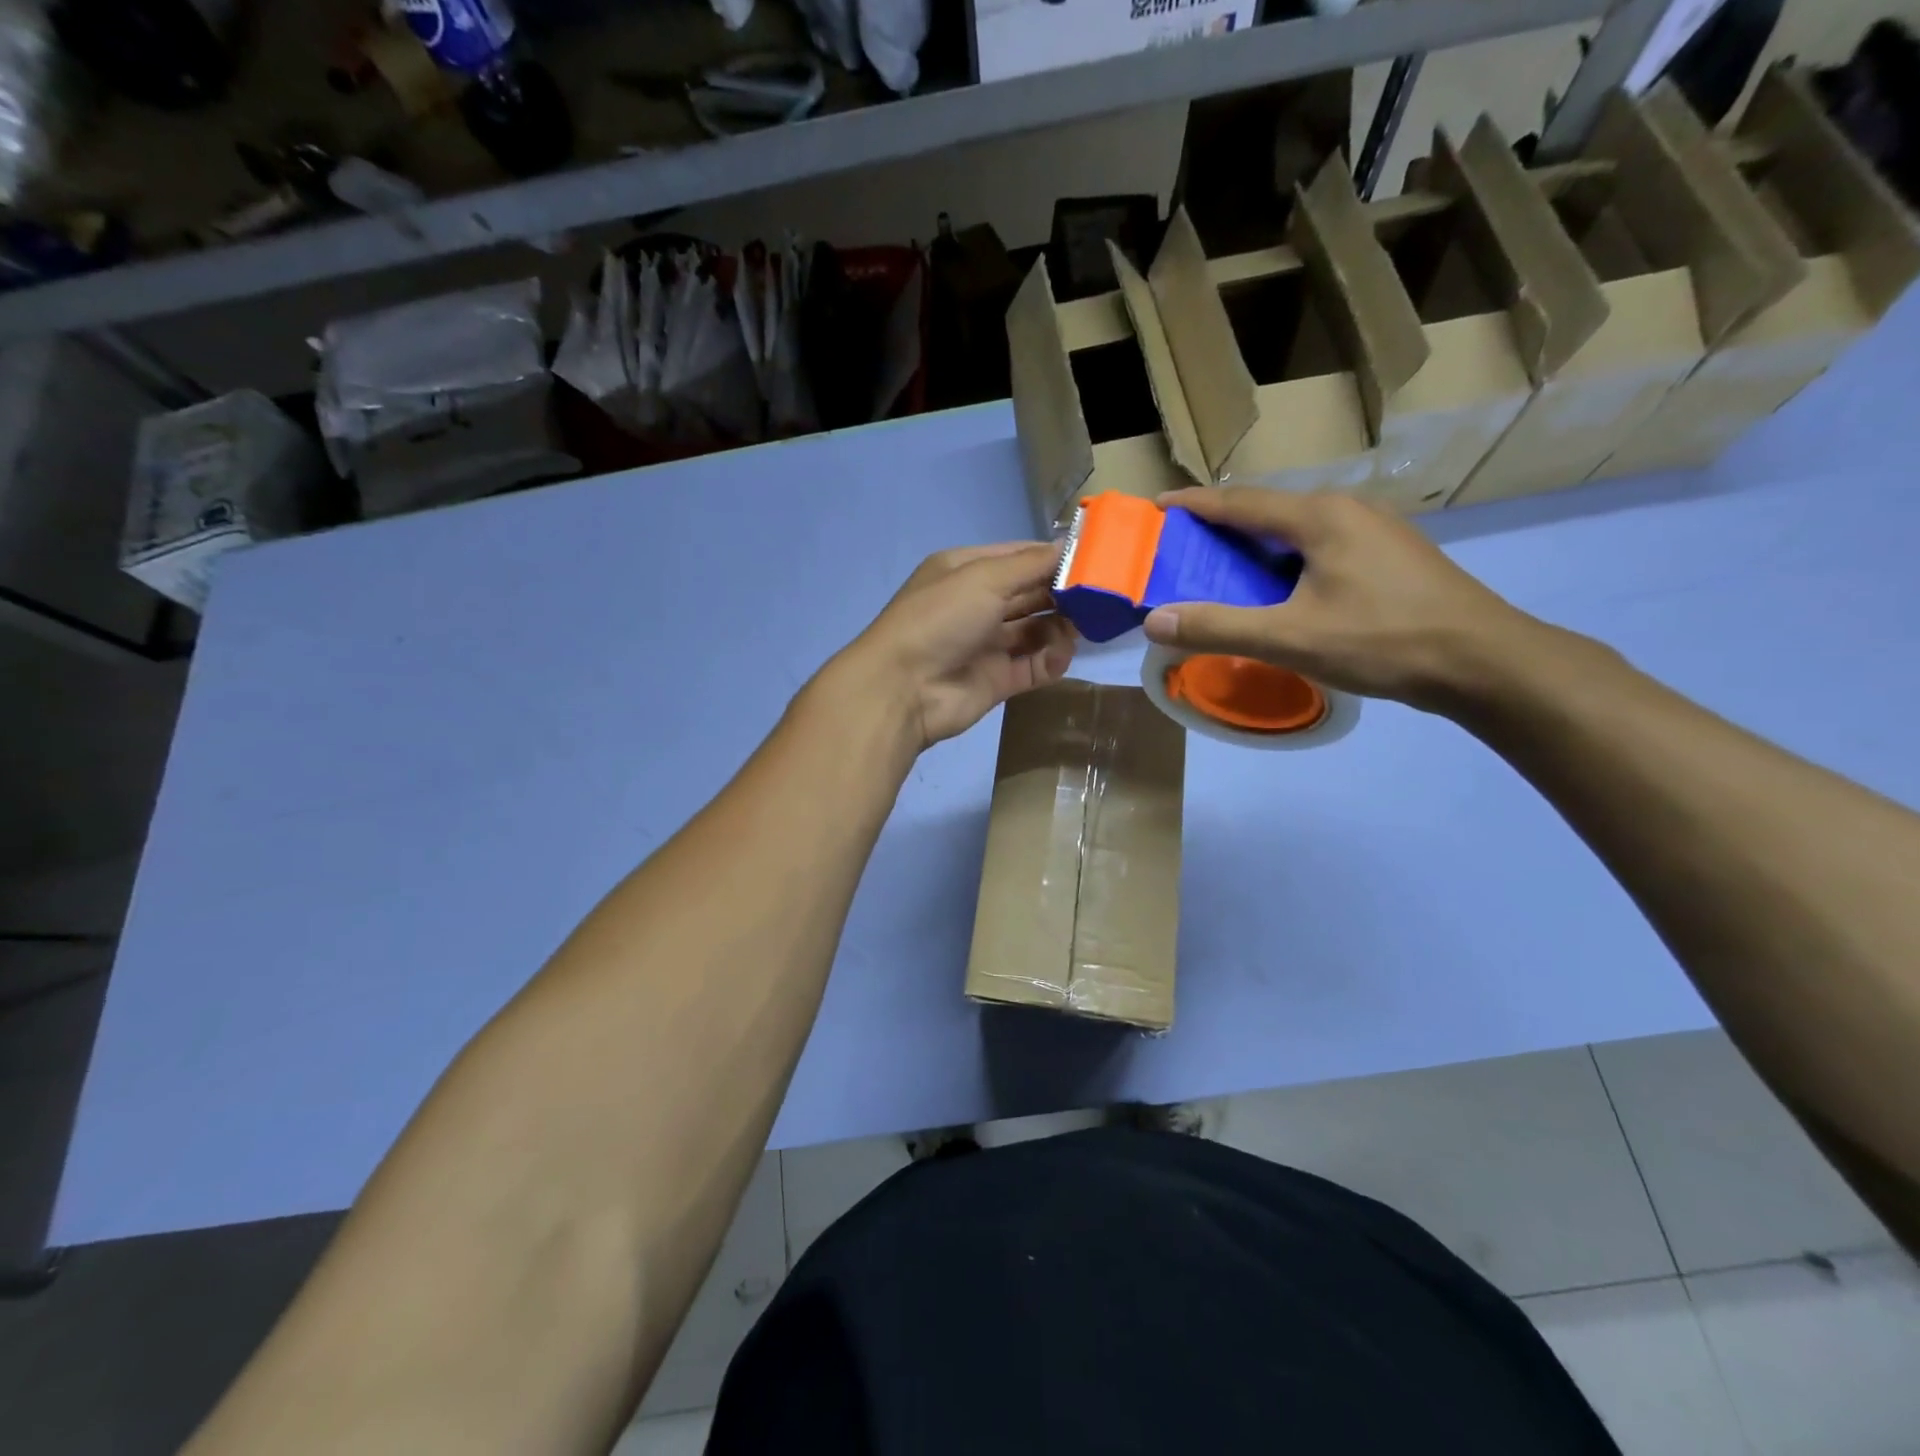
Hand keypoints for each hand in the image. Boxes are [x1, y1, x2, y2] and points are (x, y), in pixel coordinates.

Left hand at [835, 542, 1076, 750]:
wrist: (903, 689)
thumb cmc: (940, 619)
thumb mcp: (983, 578)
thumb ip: (1031, 564)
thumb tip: (1070, 546)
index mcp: (966, 571)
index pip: (1019, 557)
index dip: (1054, 557)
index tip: (1095, 558)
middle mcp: (977, 605)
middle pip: (1031, 594)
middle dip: (1063, 593)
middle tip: (1100, 596)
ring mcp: (987, 644)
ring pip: (1036, 631)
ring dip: (1060, 627)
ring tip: (1082, 627)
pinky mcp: (997, 680)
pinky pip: (1034, 666)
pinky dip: (1051, 660)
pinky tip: (1060, 655)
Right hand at [1143, 488, 1543, 713]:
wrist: (1482, 662)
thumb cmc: (1382, 640)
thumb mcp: (1290, 638)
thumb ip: (1219, 627)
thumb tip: (1155, 620)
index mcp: (1320, 517)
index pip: (1240, 501)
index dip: (1195, 503)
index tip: (1158, 507)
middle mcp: (1348, 510)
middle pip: (1269, 510)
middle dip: (1222, 525)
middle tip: (1185, 547)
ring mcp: (1375, 531)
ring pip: (1298, 529)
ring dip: (1256, 544)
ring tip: (1225, 569)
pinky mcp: (1391, 556)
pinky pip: (1321, 546)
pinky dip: (1286, 559)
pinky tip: (1282, 589)